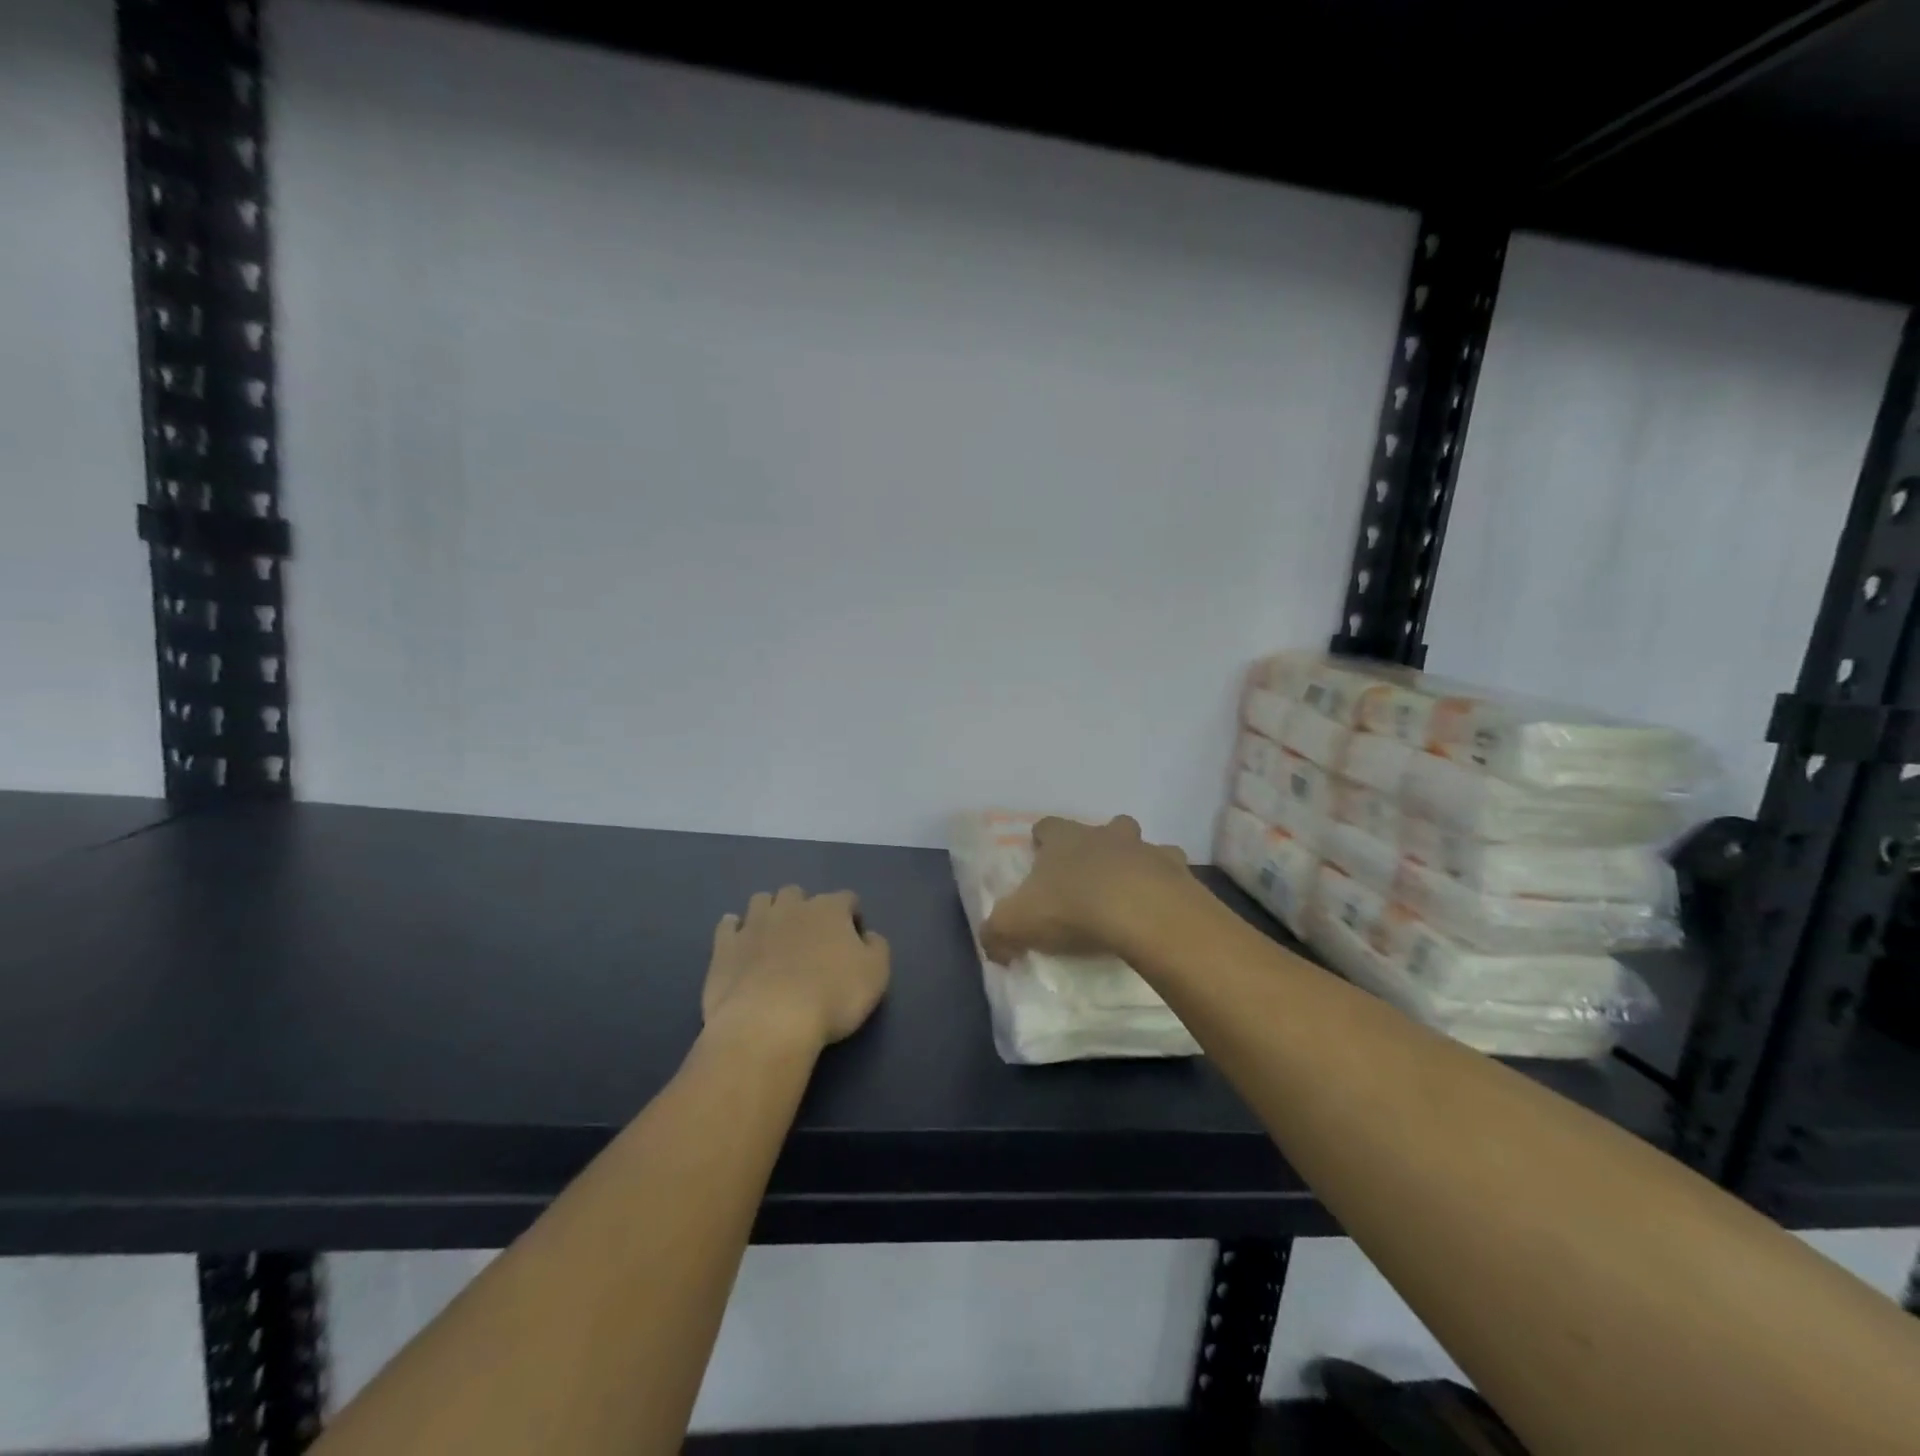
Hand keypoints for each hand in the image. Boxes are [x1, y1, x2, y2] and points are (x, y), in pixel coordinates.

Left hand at [704, 887, 890, 1049]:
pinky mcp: (724, 947)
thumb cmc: (832, 996)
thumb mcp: (876, 974)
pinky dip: (735, 930)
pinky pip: (728, 925)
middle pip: (798, 893)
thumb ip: (877, 948)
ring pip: (761, 900)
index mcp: (829, 909)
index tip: (854, 940)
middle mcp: (791, 907)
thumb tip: (868, 936)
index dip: (852, 916)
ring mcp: (753, 924)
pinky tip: (740, 944)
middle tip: (810, 938)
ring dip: (769, 912)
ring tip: (774, 936)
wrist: (769, 1022)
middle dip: (805, 908)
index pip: (846, 898)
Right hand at [980, 815, 1192, 963]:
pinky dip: (1167, 888)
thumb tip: (992, 946)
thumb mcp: (1016, 924)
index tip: (1040, 858)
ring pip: (1142, 847)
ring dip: (1137, 864)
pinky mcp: (1179, 873)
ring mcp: (1146, 850)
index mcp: (1065, 839)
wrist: (1142, 913)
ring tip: (1131, 895)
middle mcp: (1106, 835)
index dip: (1043, 840)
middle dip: (1097, 845)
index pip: (1048, 826)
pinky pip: (1173, 875)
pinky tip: (1160, 911)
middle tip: (1090, 877)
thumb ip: (996, 932)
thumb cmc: (1073, 909)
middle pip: (1102, 827)